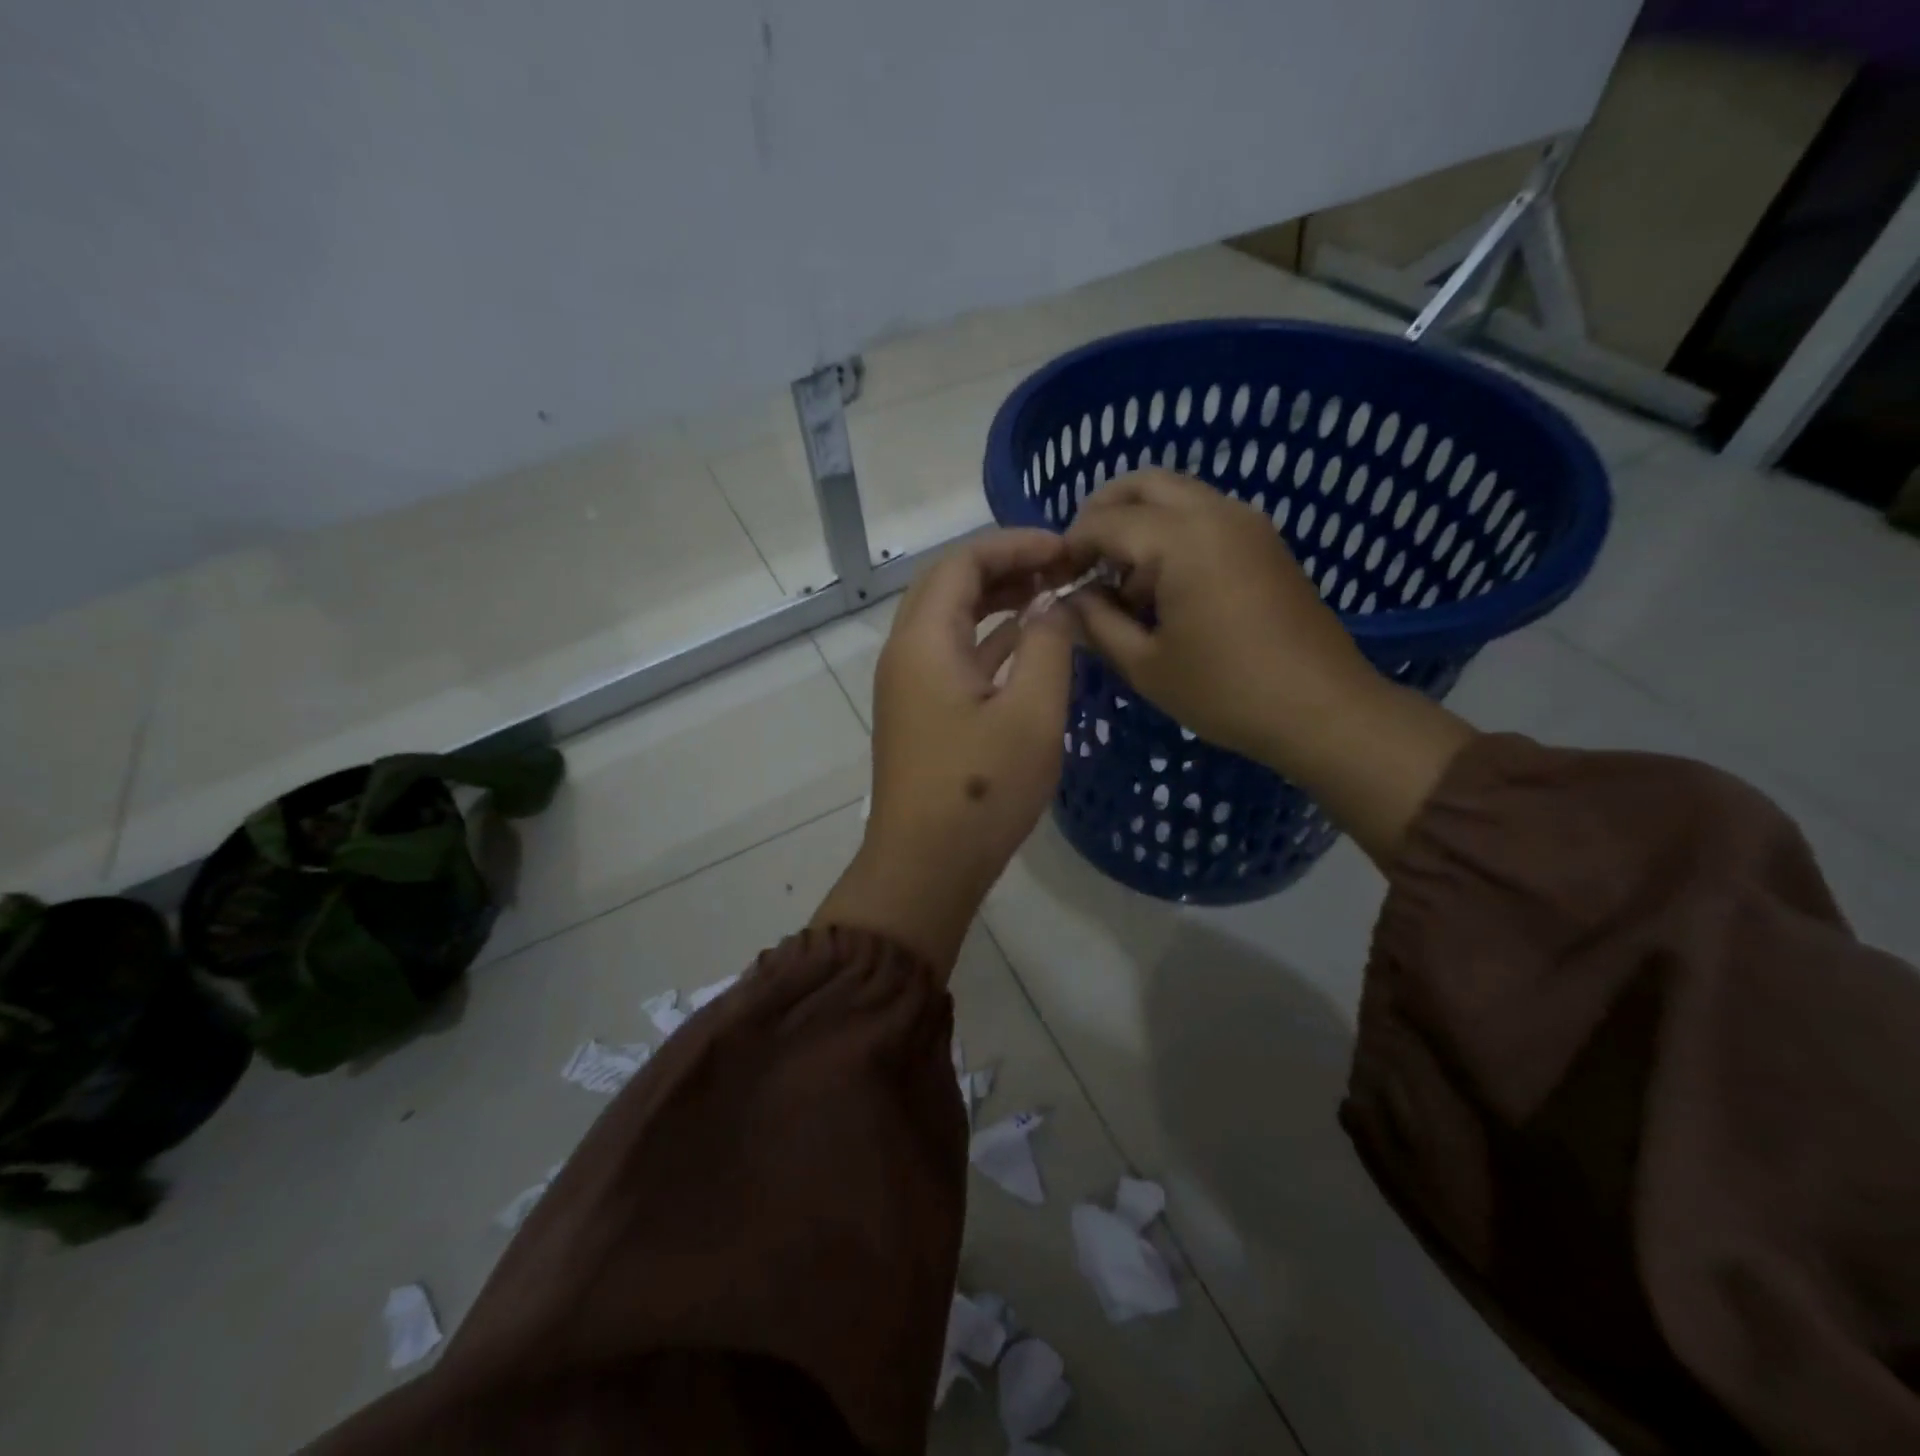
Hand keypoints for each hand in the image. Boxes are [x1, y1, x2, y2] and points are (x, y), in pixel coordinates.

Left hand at [813, 530, 1078, 971]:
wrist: (925, 867)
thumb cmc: (981, 790)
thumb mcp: (1031, 713)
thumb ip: (1047, 646)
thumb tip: (1054, 606)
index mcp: (924, 641)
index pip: (962, 562)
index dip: (1015, 544)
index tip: (1067, 549)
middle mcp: (906, 653)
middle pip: (950, 584)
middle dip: (1007, 565)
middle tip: (1062, 567)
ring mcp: (910, 685)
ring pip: (952, 620)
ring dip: (998, 600)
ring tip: (1053, 593)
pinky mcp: (922, 713)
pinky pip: (955, 655)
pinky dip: (991, 639)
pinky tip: (1030, 642)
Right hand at [1065, 470, 1475, 864]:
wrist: (1322, 708)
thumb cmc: (1225, 691)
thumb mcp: (1144, 665)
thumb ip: (1097, 623)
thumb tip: (1070, 599)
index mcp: (1180, 539)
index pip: (1105, 521)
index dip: (1070, 547)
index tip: (1053, 580)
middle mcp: (1215, 512)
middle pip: (1143, 483)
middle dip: (1102, 512)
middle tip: (1081, 559)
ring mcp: (1247, 523)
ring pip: (1176, 495)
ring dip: (1139, 522)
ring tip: (1121, 581)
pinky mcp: (1265, 542)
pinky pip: (1204, 515)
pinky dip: (1171, 532)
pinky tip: (1163, 586)